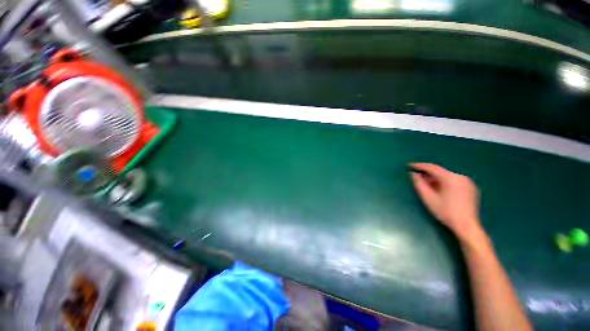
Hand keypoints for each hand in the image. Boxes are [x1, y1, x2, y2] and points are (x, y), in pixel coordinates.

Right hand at [409, 163, 483, 243]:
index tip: (409, 165)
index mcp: (451, 178)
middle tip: (417, 177)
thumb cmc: (445, 212)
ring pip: (447, 176)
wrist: (466, 226)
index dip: (420, 166)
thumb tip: (413, 174)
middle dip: (427, 174)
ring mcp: (468, 182)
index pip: (432, 168)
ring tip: (426, 185)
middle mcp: (461, 177)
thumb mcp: (428, 198)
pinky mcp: (471, 188)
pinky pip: (454, 181)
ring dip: (435, 179)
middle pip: (440, 172)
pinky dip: (444, 182)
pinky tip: (439, 190)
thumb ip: (419, 184)